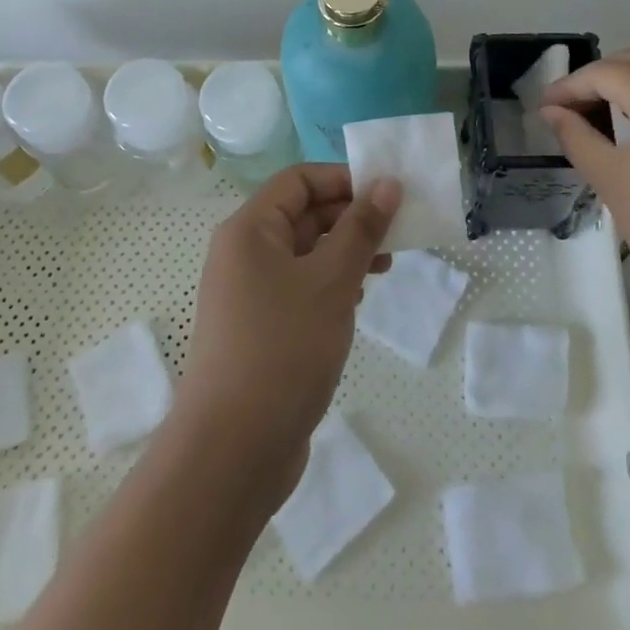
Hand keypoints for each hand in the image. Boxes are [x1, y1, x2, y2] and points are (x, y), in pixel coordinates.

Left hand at [176, 164, 399, 497]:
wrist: (233, 450)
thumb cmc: (283, 349)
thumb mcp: (331, 281)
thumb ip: (362, 228)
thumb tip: (387, 183)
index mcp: (250, 229)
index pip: (299, 180)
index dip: (343, 180)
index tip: (387, 195)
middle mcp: (243, 253)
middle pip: (302, 214)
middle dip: (350, 218)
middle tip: (397, 233)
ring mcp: (248, 293)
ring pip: (303, 253)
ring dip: (345, 252)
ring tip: (385, 267)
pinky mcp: (258, 327)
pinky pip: (298, 287)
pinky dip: (330, 284)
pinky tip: (357, 300)